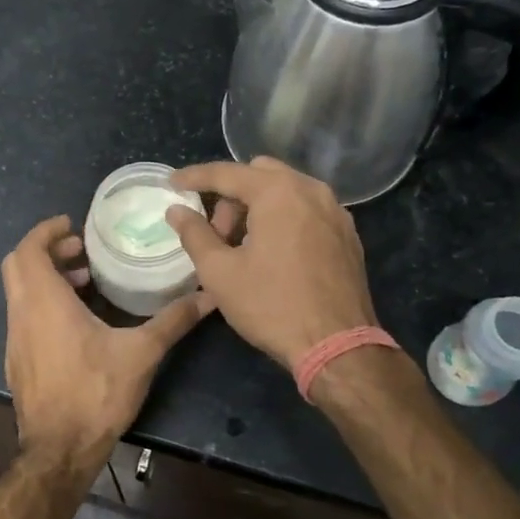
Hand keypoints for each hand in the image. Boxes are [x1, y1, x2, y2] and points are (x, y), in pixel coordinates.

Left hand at [1, 216, 212, 473]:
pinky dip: (42, 303)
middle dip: (46, 250)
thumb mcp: (140, 353)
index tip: (73, 225)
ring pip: (19, 292)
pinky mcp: (16, 361)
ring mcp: (14, 340)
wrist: (58, 450)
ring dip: (45, 278)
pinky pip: (23, 316)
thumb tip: (209, 295)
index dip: (46, 231)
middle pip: (18, 265)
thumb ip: (173, 320)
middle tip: (81, 251)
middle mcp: (21, 314)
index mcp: (44, 302)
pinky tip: (75, 323)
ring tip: (84, 283)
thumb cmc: (95, 393)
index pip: (28, 249)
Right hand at [165, 158, 377, 371]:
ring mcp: (335, 210)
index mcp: (278, 192)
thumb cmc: (271, 306)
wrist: (338, 345)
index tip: (172, 183)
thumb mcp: (220, 272)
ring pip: (286, 191)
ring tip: (242, 246)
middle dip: (231, 195)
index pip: (227, 173)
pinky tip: (272, 253)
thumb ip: (194, 234)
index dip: (194, 177)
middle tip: (215, 232)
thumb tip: (176, 210)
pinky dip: (283, 218)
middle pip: (259, 174)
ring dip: (258, 206)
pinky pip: (307, 210)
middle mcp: (311, 190)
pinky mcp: (347, 234)